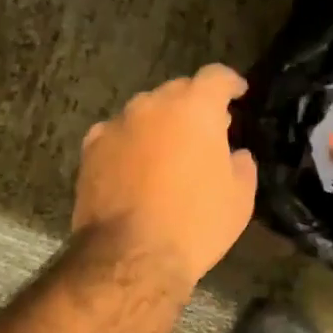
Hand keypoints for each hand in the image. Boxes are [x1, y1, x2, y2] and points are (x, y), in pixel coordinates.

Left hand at [74, 65, 257, 289]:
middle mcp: (152, 104)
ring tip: (167, 153)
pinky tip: (133, 167)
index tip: (238, 93)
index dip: (230, 83)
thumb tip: (233, 153)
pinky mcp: (91, 148)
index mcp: (195, 107)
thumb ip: (241, 162)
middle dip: (194, 106)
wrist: (130, 256)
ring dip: (159, 124)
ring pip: (145, 112)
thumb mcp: (240, 196)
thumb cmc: (196, 223)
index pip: (216, 76)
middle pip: (178, 91)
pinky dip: (129, 143)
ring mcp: (117, 124)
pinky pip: (117, 134)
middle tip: (205, 133)